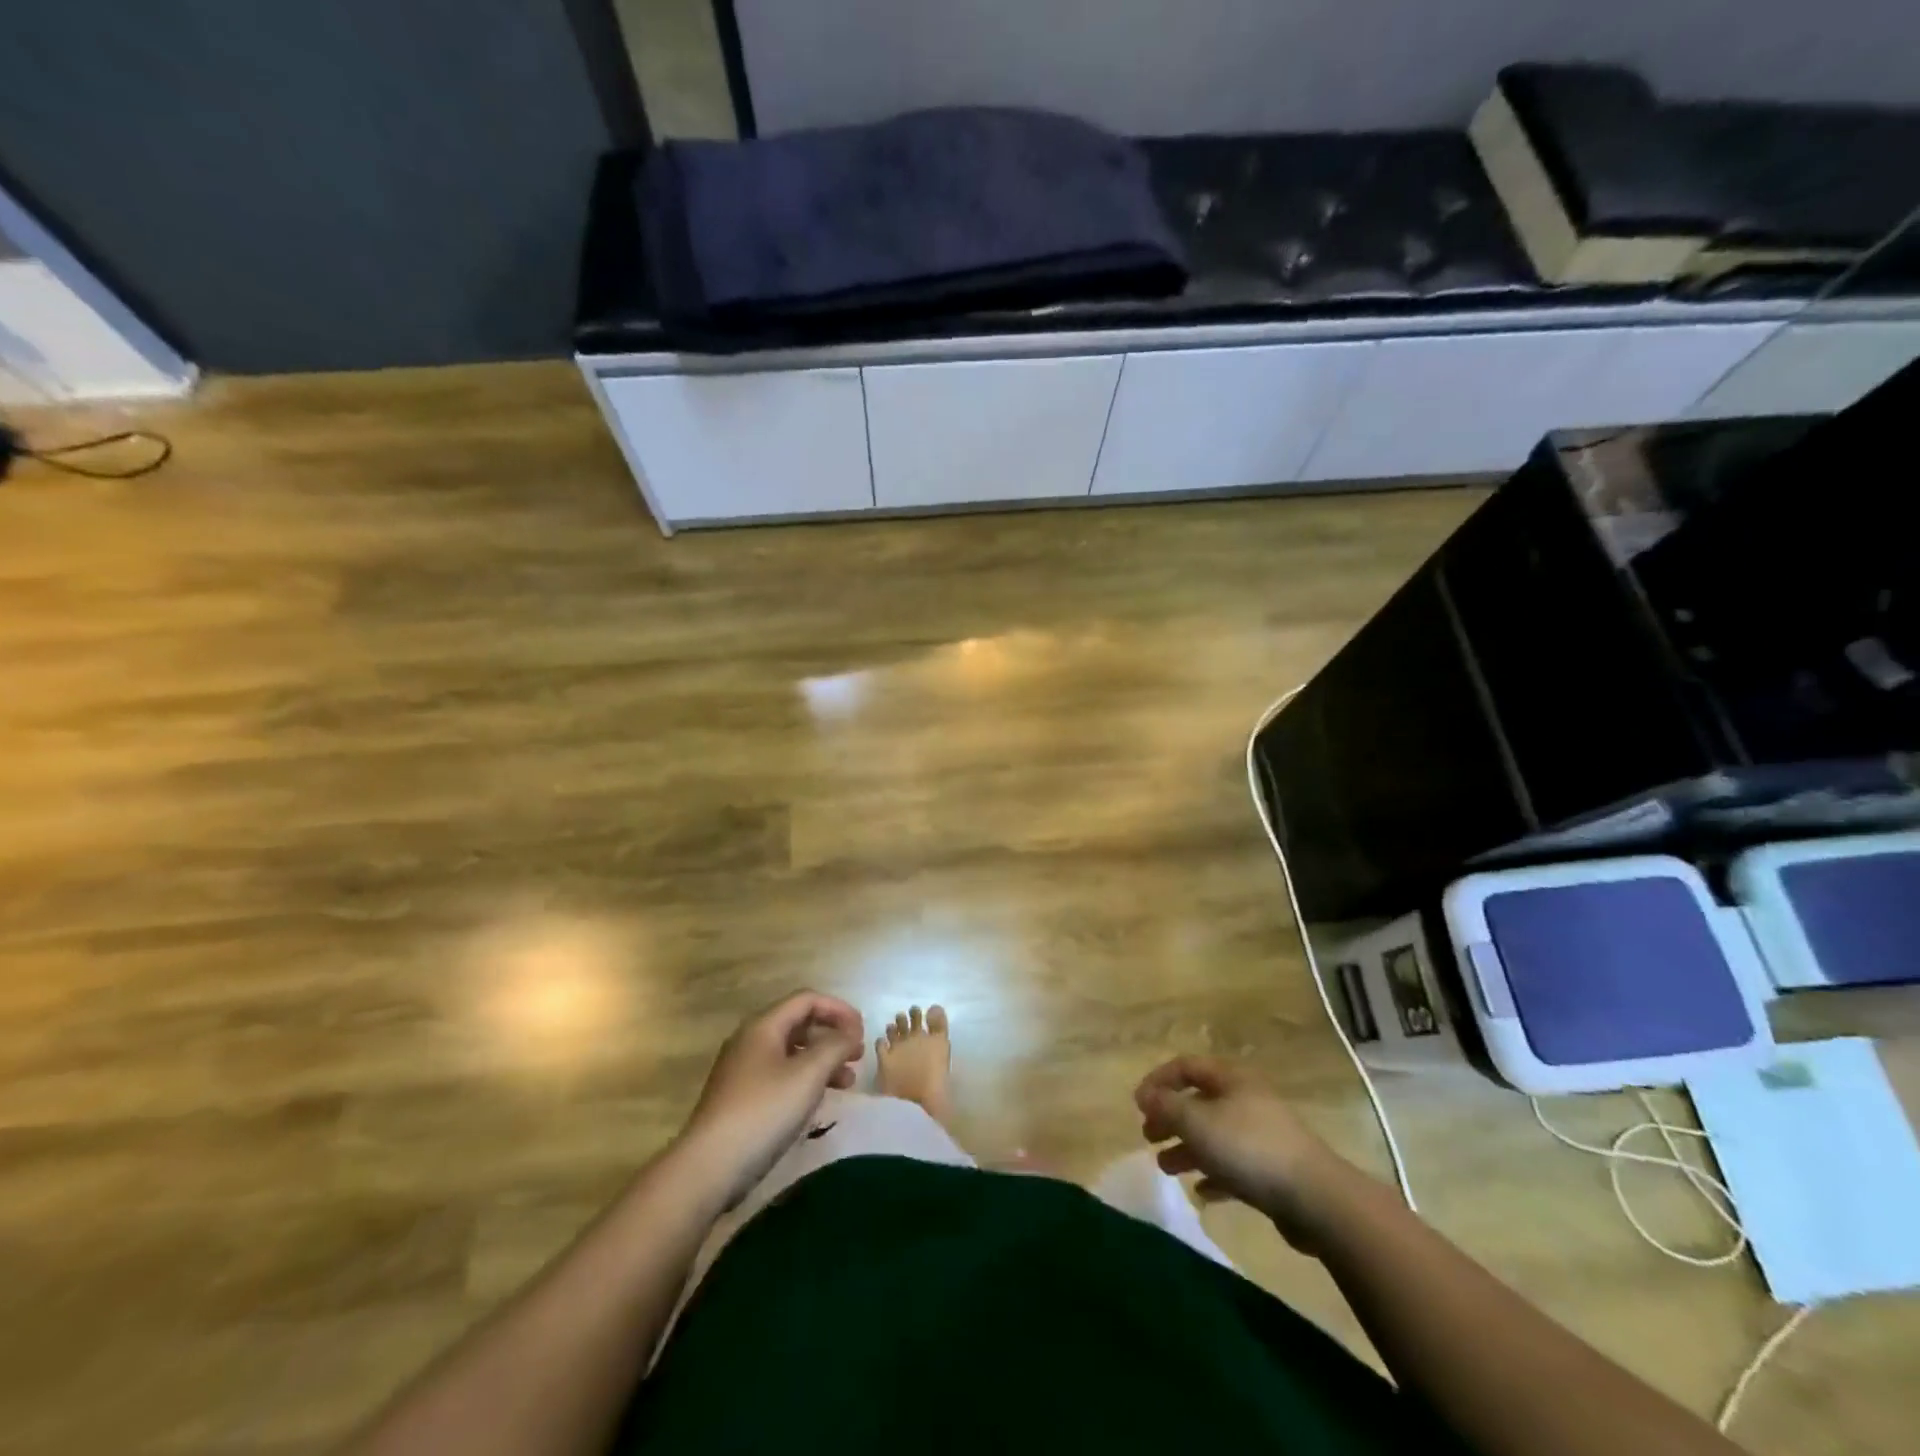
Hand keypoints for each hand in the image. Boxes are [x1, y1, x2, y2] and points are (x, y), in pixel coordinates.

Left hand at [676, 991, 865, 1207]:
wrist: (708, 1168)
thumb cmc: (763, 1112)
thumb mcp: (807, 1075)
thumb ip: (835, 1047)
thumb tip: (850, 1034)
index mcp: (763, 1026)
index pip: (807, 1000)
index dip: (838, 1009)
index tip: (862, 1032)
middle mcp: (751, 1041)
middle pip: (799, 1024)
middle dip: (832, 1036)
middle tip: (858, 1056)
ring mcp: (743, 1071)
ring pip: (792, 1053)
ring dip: (822, 1061)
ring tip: (847, 1082)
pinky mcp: (741, 1098)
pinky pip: (781, 1076)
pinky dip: (805, 1080)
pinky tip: (819, 1101)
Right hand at [1135, 1055, 1348, 1249]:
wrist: (1315, 1197)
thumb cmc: (1248, 1148)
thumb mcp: (1198, 1122)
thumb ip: (1167, 1107)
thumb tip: (1145, 1095)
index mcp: (1231, 1078)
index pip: (1186, 1066)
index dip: (1158, 1080)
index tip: (1137, 1103)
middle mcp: (1246, 1099)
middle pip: (1199, 1101)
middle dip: (1170, 1117)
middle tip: (1147, 1135)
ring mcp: (1262, 1135)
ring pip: (1214, 1135)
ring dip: (1187, 1148)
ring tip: (1164, 1166)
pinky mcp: (1273, 1169)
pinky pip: (1234, 1166)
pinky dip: (1213, 1174)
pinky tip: (1200, 1191)